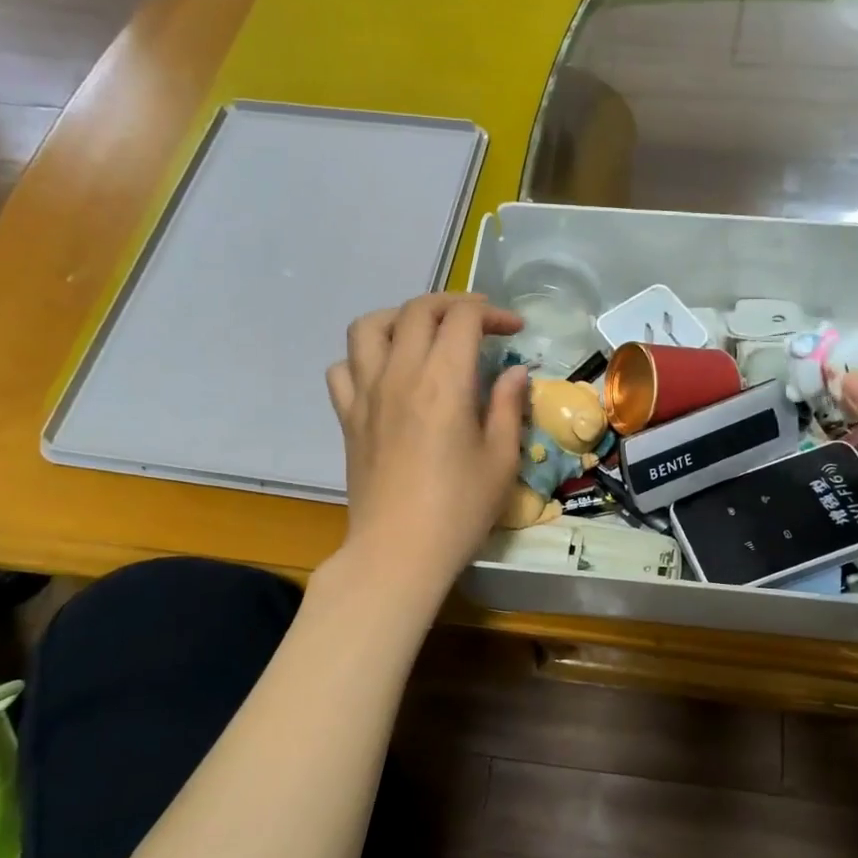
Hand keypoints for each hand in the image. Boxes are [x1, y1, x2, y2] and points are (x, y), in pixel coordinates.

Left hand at [325, 294, 528, 597]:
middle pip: (417, 310)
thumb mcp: (501, 460)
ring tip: (423, 335)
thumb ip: (507, 407)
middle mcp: (399, 375)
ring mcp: (366, 394)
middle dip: (452, 305)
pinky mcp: (347, 418)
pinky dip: (363, 358)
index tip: (514, 329)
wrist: (398, 553)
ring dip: (400, 318)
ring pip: (369, 326)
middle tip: (477, 323)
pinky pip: (343, 368)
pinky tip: (385, 375)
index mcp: (443, 382)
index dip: (492, 313)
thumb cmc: (459, 511)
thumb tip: (514, 372)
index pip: (462, 318)